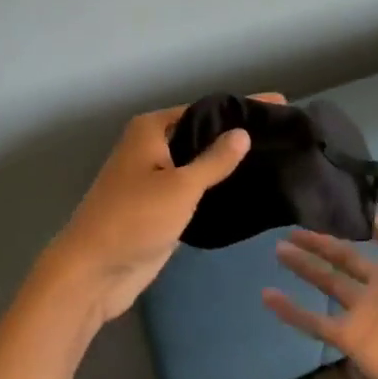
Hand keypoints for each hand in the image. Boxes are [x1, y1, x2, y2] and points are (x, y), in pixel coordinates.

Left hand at [38, 93, 282, 323]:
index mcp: (151, 129)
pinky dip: (217, 188)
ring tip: (276, 159)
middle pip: (202, 134)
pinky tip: (249, 189)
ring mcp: (154, 178)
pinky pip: (194, 189)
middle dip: (238, 135)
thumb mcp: (180, 186)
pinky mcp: (159, 207)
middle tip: (284, 135)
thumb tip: (242, 133)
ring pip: (198, 163)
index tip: (279, 106)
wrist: (93, 273)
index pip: (206, 110)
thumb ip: (214, 160)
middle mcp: (151, 146)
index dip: (241, 108)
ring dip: (228, 164)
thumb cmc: (134, 219)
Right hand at [263, 171, 377, 378]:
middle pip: (344, 256)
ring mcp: (361, 311)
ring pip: (325, 282)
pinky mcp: (348, 338)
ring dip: (304, 266)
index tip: (342, 191)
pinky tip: (268, 295)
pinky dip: (291, 311)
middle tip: (293, 222)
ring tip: (278, 247)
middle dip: (320, 240)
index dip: (367, 214)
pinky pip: (314, 322)